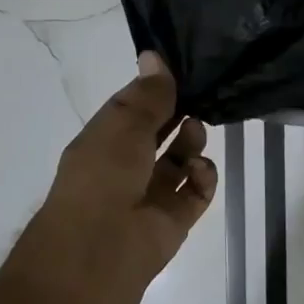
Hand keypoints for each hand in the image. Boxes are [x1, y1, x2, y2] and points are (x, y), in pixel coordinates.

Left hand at [25, 52, 218, 293]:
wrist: (100, 249)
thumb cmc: (104, 175)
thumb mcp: (124, 123)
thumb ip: (148, 93)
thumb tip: (154, 54)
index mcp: (105, 142)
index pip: (134, 109)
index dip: (156, 90)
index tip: (184, 71)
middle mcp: (127, 167)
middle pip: (161, 133)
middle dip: (180, 114)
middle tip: (201, 98)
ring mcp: (152, 194)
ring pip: (181, 160)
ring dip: (193, 142)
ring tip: (196, 133)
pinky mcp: (175, 218)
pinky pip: (197, 190)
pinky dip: (203, 176)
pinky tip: (199, 169)